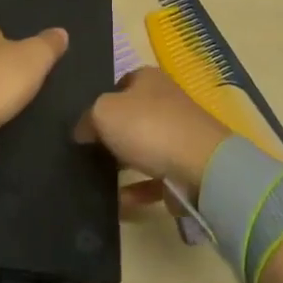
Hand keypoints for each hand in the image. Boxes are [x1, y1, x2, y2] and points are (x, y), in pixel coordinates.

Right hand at [76, 67, 230, 197]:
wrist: (200, 166)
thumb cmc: (148, 127)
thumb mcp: (104, 112)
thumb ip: (87, 119)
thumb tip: (82, 131)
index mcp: (148, 78)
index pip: (119, 84)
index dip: (100, 101)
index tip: (83, 124)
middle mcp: (164, 101)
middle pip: (131, 116)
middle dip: (111, 134)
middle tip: (85, 152)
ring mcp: (177, 135)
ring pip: (142, 148)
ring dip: (122, 164)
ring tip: (95, 179)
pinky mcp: (183, 168)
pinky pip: (153, 180)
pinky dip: (136, 191)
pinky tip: (116, 204)